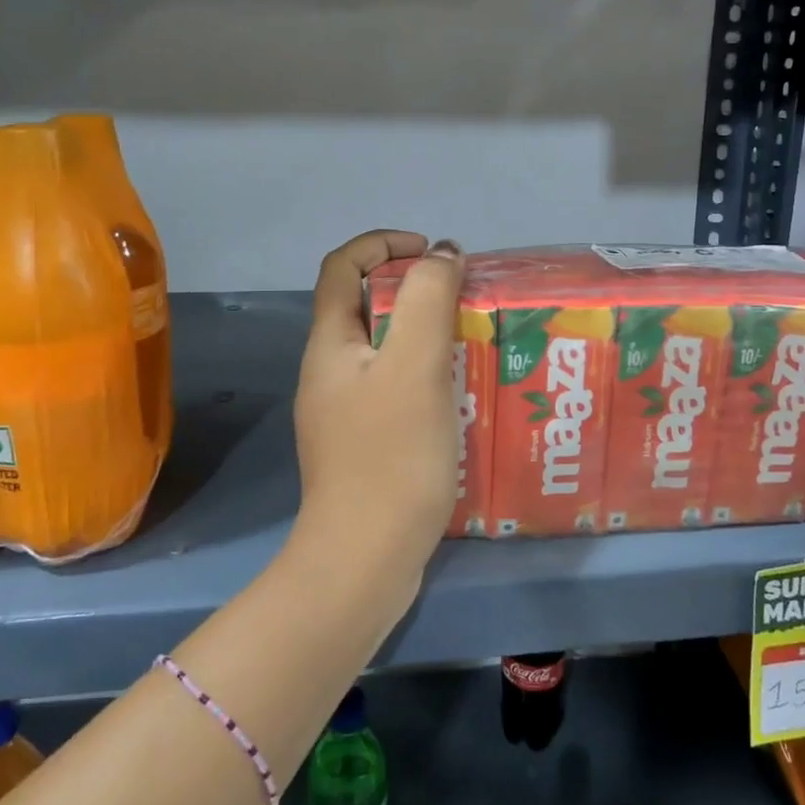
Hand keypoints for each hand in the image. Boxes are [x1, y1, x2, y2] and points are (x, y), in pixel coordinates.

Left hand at [291, 230, 465, 596]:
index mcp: (330, 343)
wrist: (364, 560)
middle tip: (466, 301)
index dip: (384, 244)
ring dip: (426, 333)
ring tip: (474, 343)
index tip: (434, 252)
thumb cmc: (391, 455)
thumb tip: (440, 254)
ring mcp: (344, 411)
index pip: (344, 266)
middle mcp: (330, 371)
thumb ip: (427, 299)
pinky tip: (463, 396)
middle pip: (367, 306)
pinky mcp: (365, 444)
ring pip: (386, 349)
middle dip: (415, 290)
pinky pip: (396, 388)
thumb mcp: (414, 364)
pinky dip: (427, 374)